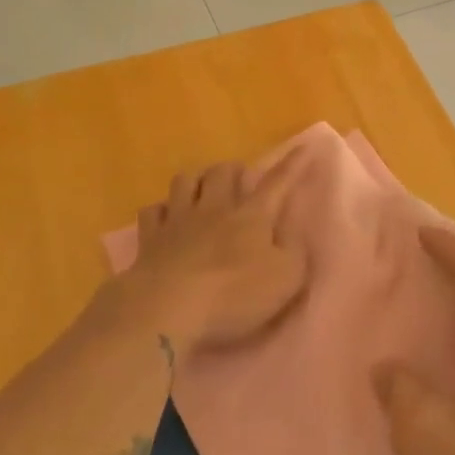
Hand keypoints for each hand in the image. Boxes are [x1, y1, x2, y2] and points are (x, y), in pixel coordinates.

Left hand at [115, 155, 306, 357]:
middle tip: (239, 180)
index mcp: (252, 216)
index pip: (277, 182)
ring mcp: (178, 220)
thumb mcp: (286, 279)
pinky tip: (165, 219)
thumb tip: (293, 233)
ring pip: (184, 181)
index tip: (304, 146)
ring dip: (196, 180)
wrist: (168, 309)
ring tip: (202, 190)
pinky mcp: (150, 238)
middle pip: (222, 172)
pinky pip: (152, 211)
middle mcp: (214, 208)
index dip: (292, 164)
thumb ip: (295, 252)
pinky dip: (161, 211)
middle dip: (233, 170)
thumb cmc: (234, 295)